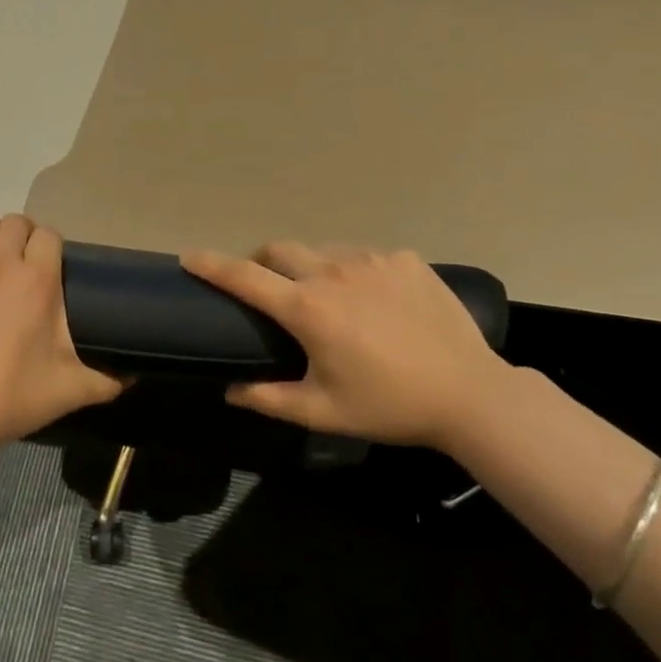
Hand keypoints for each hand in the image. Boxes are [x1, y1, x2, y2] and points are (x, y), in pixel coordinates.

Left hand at [0, 211, 125, 460]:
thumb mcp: (70, 390)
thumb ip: (107, 379)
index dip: (52, 246)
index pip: (49, 236)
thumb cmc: (12, 397)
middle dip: (24, 235)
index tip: (52, 265)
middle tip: (25, 260)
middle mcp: (0, 262)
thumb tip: (132, 375)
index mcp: (37, 279)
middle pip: (15, 223)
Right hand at [180, 241, 509, 450]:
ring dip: (311, 268)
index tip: (189, 257)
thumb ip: (269, 399)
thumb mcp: (323, 411)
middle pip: (280, 250)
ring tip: (327, 298)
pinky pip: (365, 256)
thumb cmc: (389, 405)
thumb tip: (230, 390)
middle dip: (263, 262)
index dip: (212, 265)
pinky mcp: (405, 259)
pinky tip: (375, 300)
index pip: (245, 277)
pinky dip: (355, 271)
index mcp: (308, 308)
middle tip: (267, 288)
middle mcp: (333, 272)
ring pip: (323, 251)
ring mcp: (372, 260)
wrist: (471, 394)